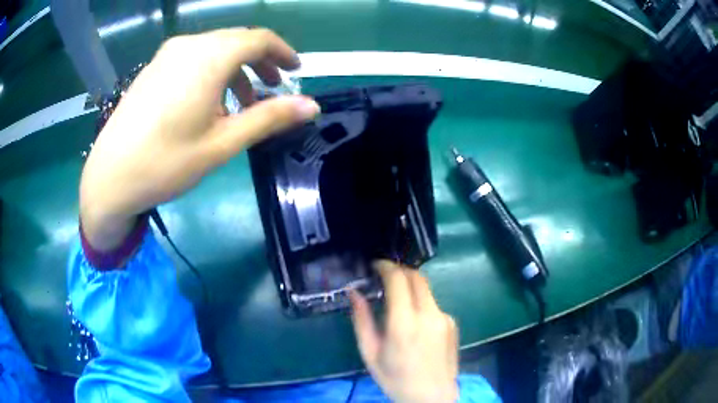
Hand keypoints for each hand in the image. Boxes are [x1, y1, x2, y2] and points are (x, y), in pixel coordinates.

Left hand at [80, 28, 319, 250]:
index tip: (296, 72)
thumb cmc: (166, 163)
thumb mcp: (222, 143)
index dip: (283, 52)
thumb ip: (268, 118)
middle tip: (273, 90)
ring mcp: (167, 55)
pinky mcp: (153, 68)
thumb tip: (312, 106)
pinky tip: (208, 102)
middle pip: (237, 40)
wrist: (109, 177)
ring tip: (242, 103)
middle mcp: (189, 45)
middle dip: (261, 62)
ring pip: (214, 49)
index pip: (259, 39)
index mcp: (209, 58)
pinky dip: (212, 72)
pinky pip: (193, 58)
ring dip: (236, 69)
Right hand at [350, 261, 458, 402]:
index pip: (398, 279)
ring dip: (410, 287)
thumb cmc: (395, 378)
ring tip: (396, 302)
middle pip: (417, 276)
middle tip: (384, 276)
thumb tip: (354, 292)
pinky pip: (434, 305)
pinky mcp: (452, 323)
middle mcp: (429, 314)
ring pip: (426, 289)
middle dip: (399, 270)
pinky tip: (415, 324)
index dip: (385, 266)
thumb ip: (361, 319)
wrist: (432, 396)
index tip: (375, 265)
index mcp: (404, 323)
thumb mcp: (370, 353)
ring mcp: (444, 318)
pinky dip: (421, 304)